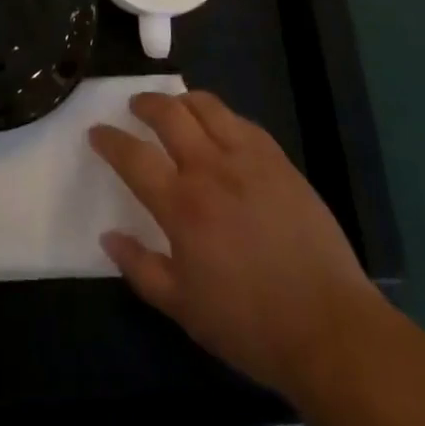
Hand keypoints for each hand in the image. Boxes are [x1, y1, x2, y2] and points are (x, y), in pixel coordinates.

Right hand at [89, 90, 377, 404]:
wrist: (328, 325)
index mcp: (181, 205)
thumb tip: (109, 236)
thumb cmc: (249, 323)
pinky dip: (220, 116)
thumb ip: (141, 268)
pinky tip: (219, 128)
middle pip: (168, 113)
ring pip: (206, 106)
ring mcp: (247, 158)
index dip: (109, 139)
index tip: (97, 132)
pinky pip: (242, 121)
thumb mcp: (183, 308)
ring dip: (182, 100)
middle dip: (145, 103)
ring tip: (175, 108)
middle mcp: (210, 169)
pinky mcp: (278, 159)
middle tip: (135, 107)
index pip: (133, 156)